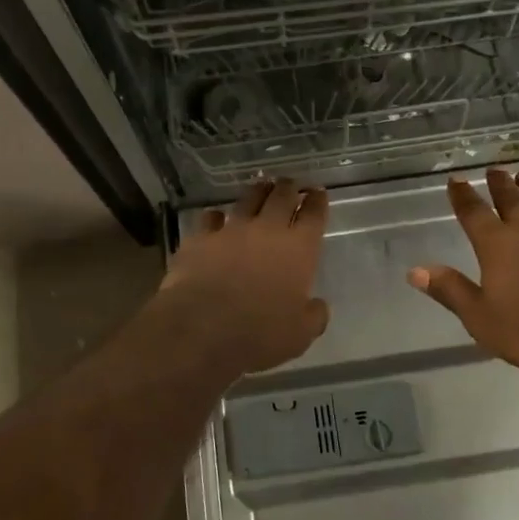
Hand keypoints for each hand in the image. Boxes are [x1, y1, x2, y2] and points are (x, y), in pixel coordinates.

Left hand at [156, 179, 330, 375]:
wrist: (202, 328)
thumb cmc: (259, 333)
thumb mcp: (300, 335)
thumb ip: (313, 316)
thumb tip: (317, 306)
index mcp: (299, 249)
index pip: (314, 215)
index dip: (318, 202)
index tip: (318, 193)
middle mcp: (267, 230)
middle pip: (282, 196)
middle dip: (289, 187)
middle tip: (291, 184)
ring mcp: (231, 230)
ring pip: (248, 199)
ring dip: (258, 192)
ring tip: (261, 188)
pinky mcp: (200, 238)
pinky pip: (211, 218)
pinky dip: (216, 217)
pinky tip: (216, 218)